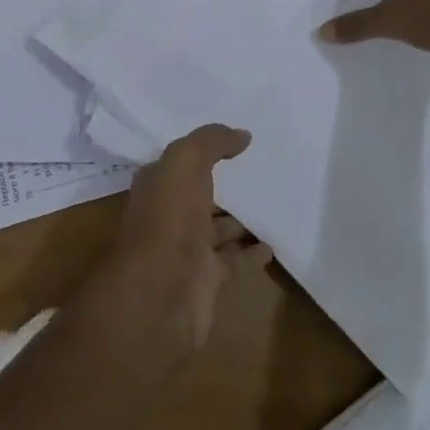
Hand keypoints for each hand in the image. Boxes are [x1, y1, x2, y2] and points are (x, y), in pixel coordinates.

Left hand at [81, 124, 271, 358]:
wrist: (160, 295)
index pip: (179, 163)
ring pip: (217, 229)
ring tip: (271, 205)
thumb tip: (242, 135)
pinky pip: (233, 262)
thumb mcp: (185, 162)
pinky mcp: (206, 280)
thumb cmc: (168, 218)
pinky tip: (273, 246)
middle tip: (257, 172)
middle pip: (198, 195)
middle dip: (221, 186)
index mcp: (157, 185)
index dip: (201, 151)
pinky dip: (251, 255)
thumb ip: (212, 142)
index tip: (231, 141)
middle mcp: (168, 215)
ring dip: (239, 220)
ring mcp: (186, 249)